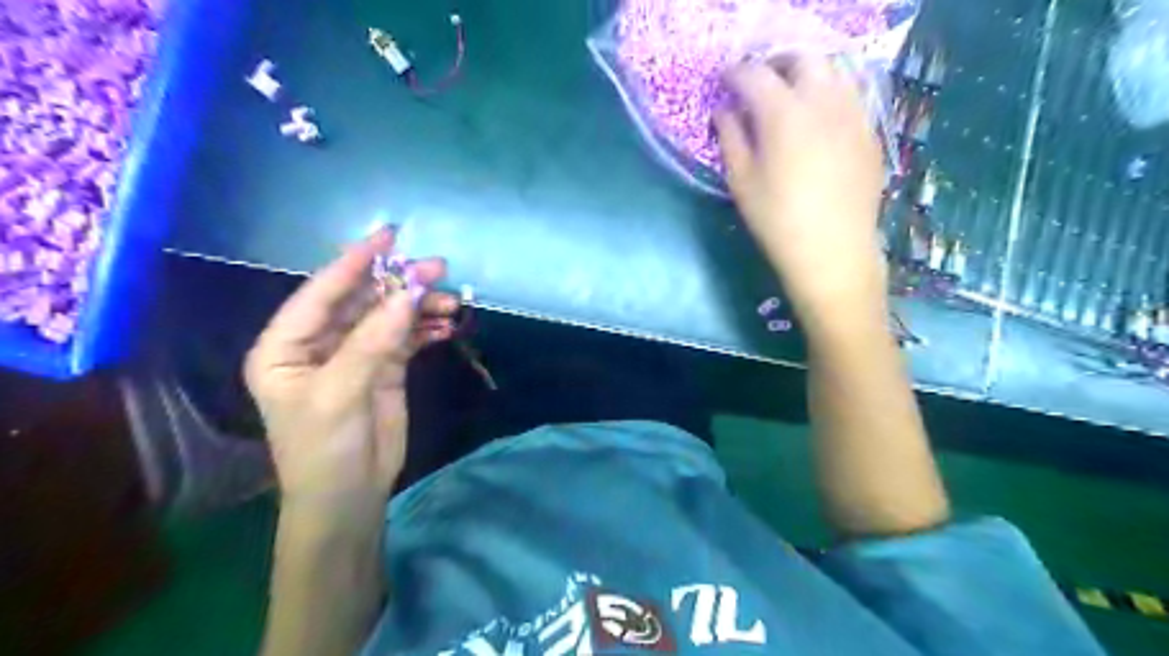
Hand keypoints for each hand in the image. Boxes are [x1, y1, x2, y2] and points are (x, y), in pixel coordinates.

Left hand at [244, 227, 459, 511]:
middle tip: (438, 269)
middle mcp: (319, 343)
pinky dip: (427, 328)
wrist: (349, 497)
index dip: (354, 263)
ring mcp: (355, 354)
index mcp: (286, 346)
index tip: (388, 236)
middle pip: (362, 300)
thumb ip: (372, 341)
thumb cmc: (325, 448)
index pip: (321, 293)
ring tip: (452, 302)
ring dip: (420, 306)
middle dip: (398, 284)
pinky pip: (407, 337)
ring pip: (389, 316)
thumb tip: (409, 294)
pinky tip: (448, 323)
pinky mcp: (384, 368)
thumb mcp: (340, 393)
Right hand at [712, 55, 887, 322]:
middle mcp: (823, 102)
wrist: (833, 252)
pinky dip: (830, 93)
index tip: (724, 82)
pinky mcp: (870, 132)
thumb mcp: (742, 183)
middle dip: (776, 63)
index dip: (735, 73)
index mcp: (784, 114)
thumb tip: (724, 111)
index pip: (755, 75)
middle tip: (759, 83)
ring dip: (807, 73)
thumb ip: (731, 138)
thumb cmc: (778, 221)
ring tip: (790, 96)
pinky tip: (819, 120)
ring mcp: (853, 114)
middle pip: (802, 59)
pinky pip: (852, 95)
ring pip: (834, 70)